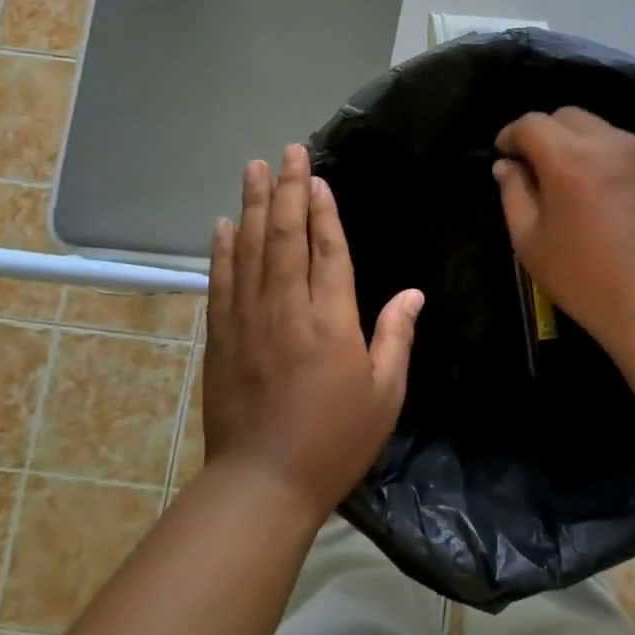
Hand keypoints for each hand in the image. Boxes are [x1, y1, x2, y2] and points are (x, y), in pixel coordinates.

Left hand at [203, 144, 422, 522]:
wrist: (263, 483)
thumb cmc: (335, 440)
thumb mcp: (384, 394)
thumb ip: (397, 337)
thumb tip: (413, 294)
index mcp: (331, 320)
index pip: (327, 250)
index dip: (323, 210)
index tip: (318, 177)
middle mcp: (286, 309)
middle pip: (284, 236)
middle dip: (286, 190)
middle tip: (286, 152)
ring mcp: (248, 320)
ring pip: (249, 250)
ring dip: (251, 206)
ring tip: (253, 169)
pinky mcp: (221, 337)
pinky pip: (222, 282)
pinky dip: (221, 250)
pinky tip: (222, 225)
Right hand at [493, 108, 634, 345]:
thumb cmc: (584, 276)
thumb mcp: (530, 241)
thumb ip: (513, 193)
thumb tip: (507, 165)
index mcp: (569, 157)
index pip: (531, 123)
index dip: (510, 135)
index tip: (503, 155)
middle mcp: (607, 142)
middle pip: (566, 116)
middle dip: (542, 132)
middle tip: (532, 166)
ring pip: (596, 127)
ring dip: (573, 141)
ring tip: (566, 178)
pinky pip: (621, 146)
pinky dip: (601, 154)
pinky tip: (599, 189)